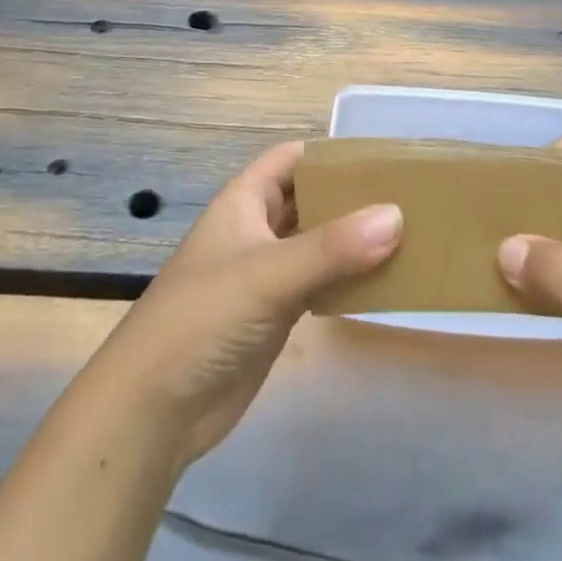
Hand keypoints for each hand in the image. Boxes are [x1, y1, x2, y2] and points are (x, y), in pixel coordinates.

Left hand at [81, 141, 402, 472]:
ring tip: (408, 234)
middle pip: (308, 198)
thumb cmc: (204, 318)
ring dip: (352, 239)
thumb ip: (333, 247)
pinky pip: (318, 283)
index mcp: (244, 200)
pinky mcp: (274, 314)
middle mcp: (256, 229)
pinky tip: (383, 281)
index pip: (292, 158)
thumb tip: (396, 215)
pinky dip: (346, 279)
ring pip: (316, 242)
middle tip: (407, 196)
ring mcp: (265, 273)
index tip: (382, 157)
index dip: (331, 153)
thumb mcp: (269, 274)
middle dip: (350, 196)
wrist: (153, 408)